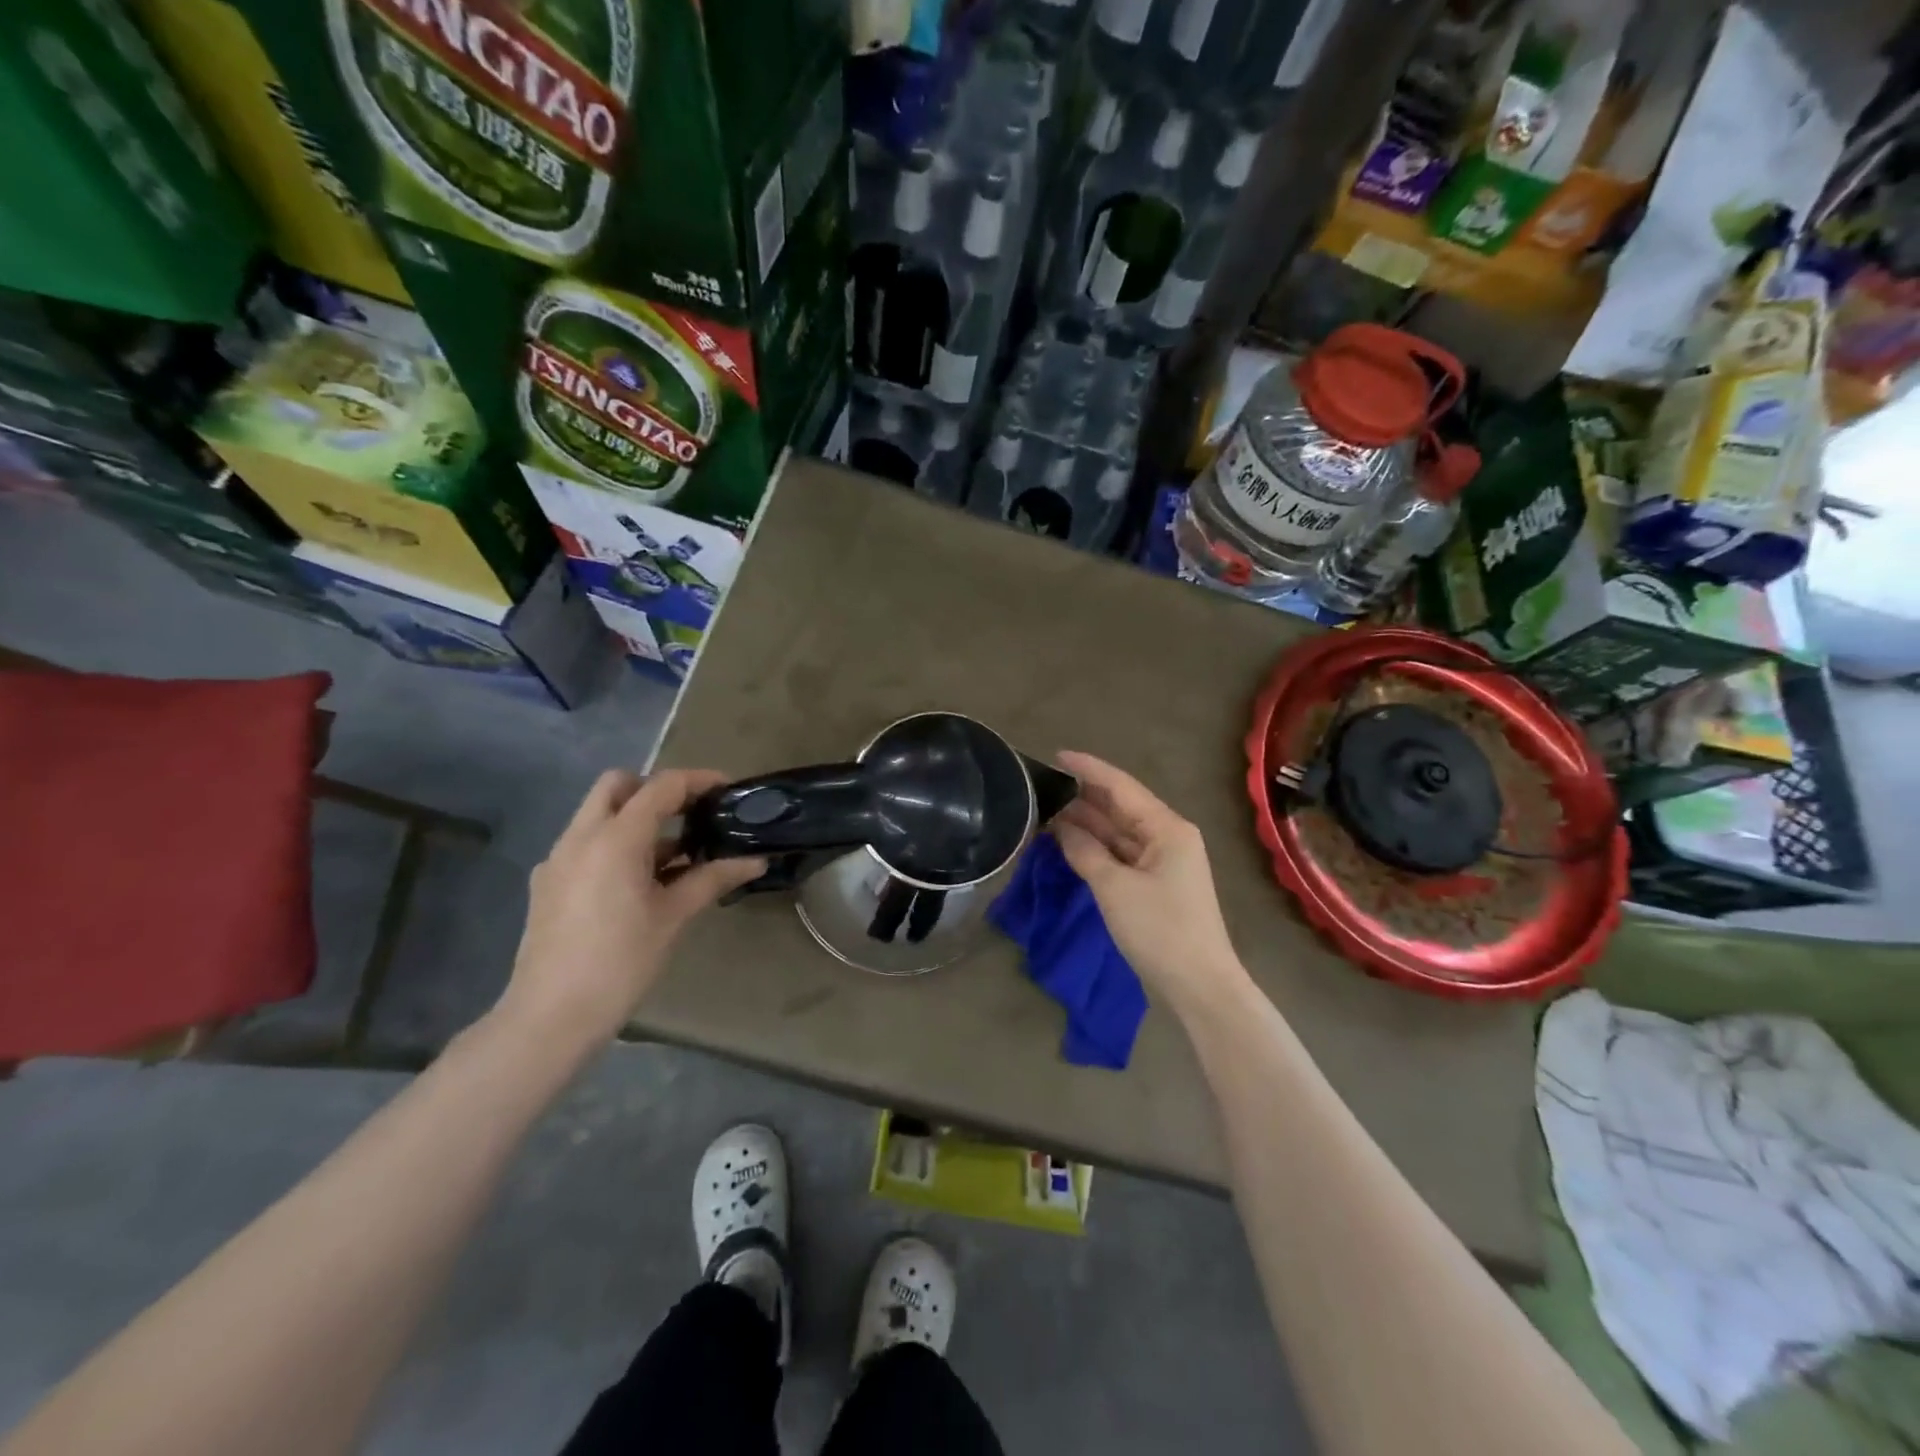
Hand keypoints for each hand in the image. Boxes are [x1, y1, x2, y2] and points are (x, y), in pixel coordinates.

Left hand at [495, 769, 765, 1050]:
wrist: (551, 1016)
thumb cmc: (621, 961)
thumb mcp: (674, 916)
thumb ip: (714, 878)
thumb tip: (756, 860)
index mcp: (615, 838)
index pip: (662, 786)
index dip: (698, 780)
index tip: (728, 789)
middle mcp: (581, 836)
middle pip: (618, 784)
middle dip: (656, 789)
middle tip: (690, 814)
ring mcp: (558, 858)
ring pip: (598, 813)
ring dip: (635, 817)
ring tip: (673, 854)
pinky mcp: (547, 882)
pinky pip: (585, 843)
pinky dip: (614, 843)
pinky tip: (637, 882)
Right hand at [1052, 751, 1249, 1012]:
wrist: (1199, 985)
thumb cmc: (1160, 930)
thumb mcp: (1114, 888)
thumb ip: (1085, 851)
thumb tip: (1061, 827)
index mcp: (1167, 828)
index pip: (1121, 787)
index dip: (1088, 770)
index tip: (1056, 755)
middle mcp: (1168, 836)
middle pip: (1120, 807)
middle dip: (1083, 797)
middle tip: (1043, 787)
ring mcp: (1163, 861)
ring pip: (1119, 832)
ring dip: (1087, 823)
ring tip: (1047, 811)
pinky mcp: (1155, 884)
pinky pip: (1121, 854)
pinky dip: (1096, 848)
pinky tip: (1069, 842)